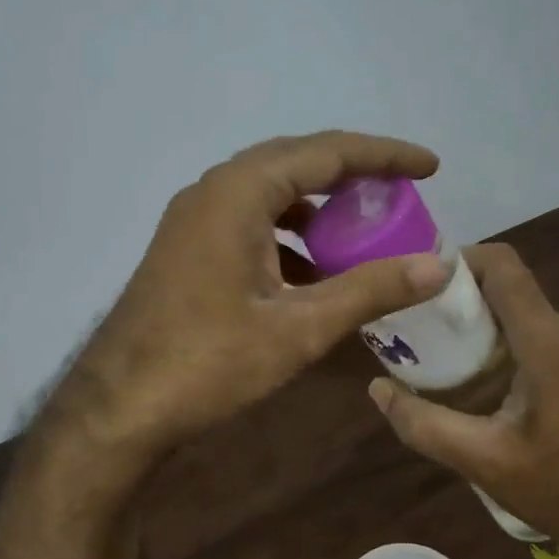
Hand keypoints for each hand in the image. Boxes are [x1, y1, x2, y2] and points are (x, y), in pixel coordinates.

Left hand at [55, 131, 451, 470]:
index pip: (327, 152)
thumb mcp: (299, 328)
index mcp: (240, 192)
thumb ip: (369, 290)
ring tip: (363, 231)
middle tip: (402, 191)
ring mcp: (194, 219)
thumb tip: (438, 265)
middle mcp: (213, 190)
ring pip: (270, 194)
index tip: (430, 166)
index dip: (385, 156)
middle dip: (353, 175)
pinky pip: (249, 222)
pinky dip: (289, 236)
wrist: (120, 406)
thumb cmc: (209, 363)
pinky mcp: (187, 248)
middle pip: (297, 162)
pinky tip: (312, 272)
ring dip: (318, 207)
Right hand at [367, 243, 558, 558]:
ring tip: (427, 340)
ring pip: (515, 305)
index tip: (413, 283)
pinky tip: (463, 368)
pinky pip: (526, 329)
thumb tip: (378, 389)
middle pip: (505, 282)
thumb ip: (424, 423)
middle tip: (410, 316)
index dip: (456, 260)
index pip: (502, 267)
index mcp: (546, 342)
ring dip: (471, 313)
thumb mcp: (481, 460)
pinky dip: (490, 335)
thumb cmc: (558, 486)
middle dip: (455, 290)